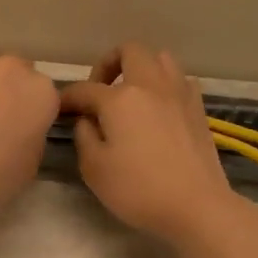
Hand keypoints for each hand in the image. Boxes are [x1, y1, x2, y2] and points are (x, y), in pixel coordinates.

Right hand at [59, 43, 237, 244]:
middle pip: (129, 51)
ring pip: (161, 58)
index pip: (85, 89)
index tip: (59, 109)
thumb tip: (87, 120)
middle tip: (99, 91)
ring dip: (141, 68)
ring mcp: (179, 94)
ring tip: (131, 95)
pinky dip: (165, 85)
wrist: (196, 206)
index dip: (68, 98)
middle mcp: (151, 86)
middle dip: (108, 64)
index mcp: (120, 99)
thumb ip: (84, 136)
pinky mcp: (198, 109)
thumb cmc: (138, 189)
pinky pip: (180, 80)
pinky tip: (158, 108)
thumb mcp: (94, 168)